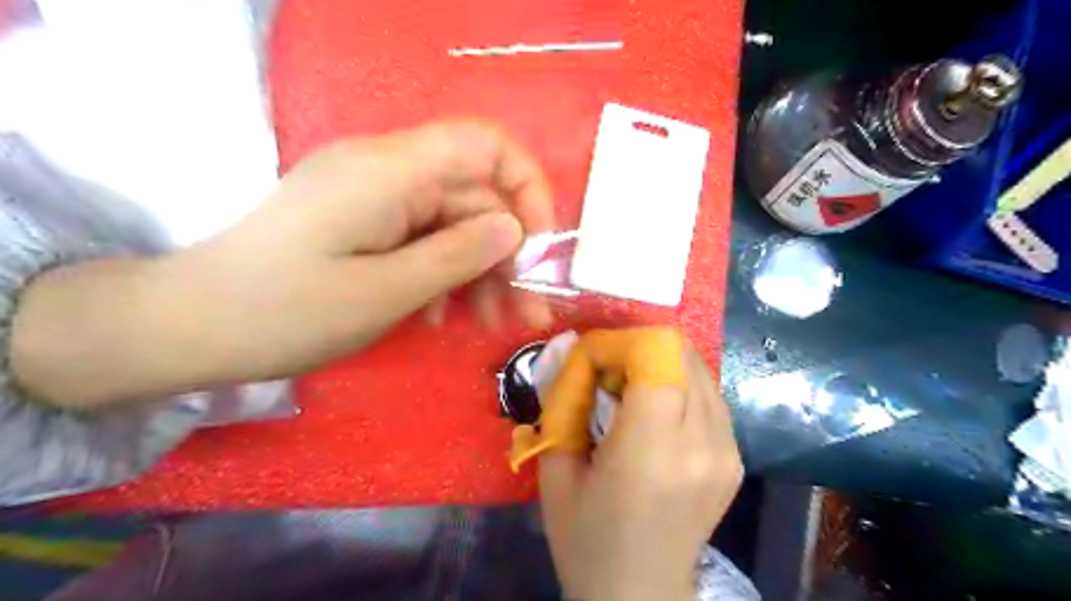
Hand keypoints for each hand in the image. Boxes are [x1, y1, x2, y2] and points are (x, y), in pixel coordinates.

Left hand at [11, 119, 557, 404]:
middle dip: (507, 254)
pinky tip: (440, 316)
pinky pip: (424, 239)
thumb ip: (458, 254)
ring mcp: (375, 197)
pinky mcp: (365, 221)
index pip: (484, 145)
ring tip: (491, 323)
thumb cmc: (286, 312)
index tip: (541, 245)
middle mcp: (387, 171)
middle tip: (526, 311)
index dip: (526, 187)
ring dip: (480, 272)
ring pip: (453, 223)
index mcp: (390, 171)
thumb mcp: (386, 291)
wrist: (190, 327)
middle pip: (473, 196)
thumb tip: (514, 228)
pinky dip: (443, 275)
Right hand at [540, 349, 741, 597]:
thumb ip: (563, 403)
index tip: (593, 359)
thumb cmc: (587, 539)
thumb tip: (572, 349)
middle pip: (683, 353)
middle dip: (640, 348)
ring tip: (631, 391)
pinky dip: (681, 386)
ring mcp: (727, 450)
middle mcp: (701, 443)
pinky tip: (657, 411)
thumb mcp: (557, 471)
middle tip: (608, 372)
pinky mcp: (736, 458)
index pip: (658, 354)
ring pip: (700, 369)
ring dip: (662, 365)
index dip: (621, 342)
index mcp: (652, 450)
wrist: (639, 595)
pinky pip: (710, 396)